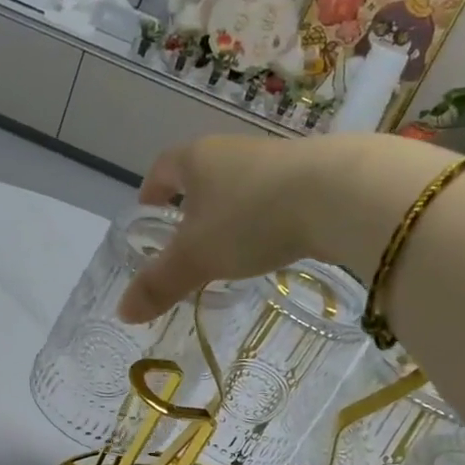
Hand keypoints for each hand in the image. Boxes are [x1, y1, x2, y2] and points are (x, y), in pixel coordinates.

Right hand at [116, 133, 447, 323]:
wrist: (342, 194)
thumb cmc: (251, 218)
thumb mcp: (197, 258)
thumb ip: (159, 284)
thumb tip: (122, 312)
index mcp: (197, 160)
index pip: (162, 168)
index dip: (151, 190)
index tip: (148, 210)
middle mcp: (233, 151)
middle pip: (202, 174)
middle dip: (191, 203)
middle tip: (186, 237)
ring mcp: (276, 160)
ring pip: (241, 185)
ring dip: (231, 211)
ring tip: (229, 246)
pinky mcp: (314, 175)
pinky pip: (275, 196)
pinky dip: (266, 218)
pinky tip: (273, 243)